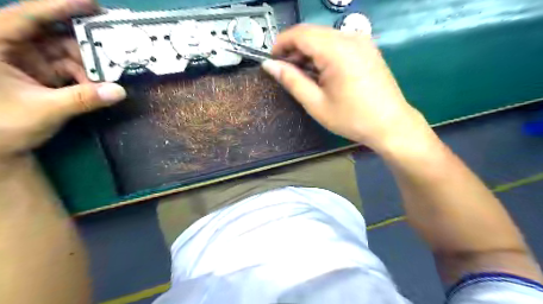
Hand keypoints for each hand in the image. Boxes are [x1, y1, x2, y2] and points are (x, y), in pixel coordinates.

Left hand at [0, 0, 125, 161]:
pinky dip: (87, 77)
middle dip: (86, 44)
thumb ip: (83, 99)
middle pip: (55, 34)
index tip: (93, 5)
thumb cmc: (3, 126)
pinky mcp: (42, 75)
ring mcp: (28, 61)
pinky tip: (97, 87)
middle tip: (115, 48)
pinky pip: (71, 69)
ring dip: (90, 66)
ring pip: (67, 53)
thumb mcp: (44, 110)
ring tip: (108, 78)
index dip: (60, 6)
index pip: (28, 17)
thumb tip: (119, 92)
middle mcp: (11, 47)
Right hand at [263, 23, 432, 151]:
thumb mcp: (316, 103)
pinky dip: (323, 53)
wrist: (390, 124)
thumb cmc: (351, 118)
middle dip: (294, 48)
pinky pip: (338, 43)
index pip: (300, 33)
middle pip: (312, 32)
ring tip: (302, 74)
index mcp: (336, 50)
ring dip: (308, 51)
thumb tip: (269, 65)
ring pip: (325, 37)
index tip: (272, 60)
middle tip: (285, 70)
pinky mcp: (367, 48)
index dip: (281, 43)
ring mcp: (362, 41)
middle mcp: (350, 38)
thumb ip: (291, 81)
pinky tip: (321, 71)